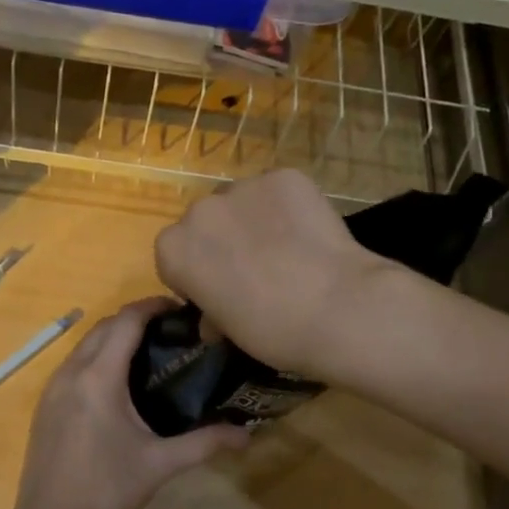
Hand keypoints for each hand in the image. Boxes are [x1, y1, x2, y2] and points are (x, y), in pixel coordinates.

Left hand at [9, 298, 247, 508]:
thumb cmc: (107, 489)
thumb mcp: (160, 464)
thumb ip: (205, 443)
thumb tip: (247, 434)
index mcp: (99, 377)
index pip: (126, 321)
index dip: (152, 306)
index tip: (180, 308)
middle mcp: (72, 372)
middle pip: (104, 326)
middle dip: (135, 318)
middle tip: (170, 330)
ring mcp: (53, 387)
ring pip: (85, 344)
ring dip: (113, 336)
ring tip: (147, 351)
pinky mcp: (45, 403)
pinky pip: (73, 363)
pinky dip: (96, 356)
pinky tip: (116, 382)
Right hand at [153, 170, 390, 379]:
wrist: (335, 308)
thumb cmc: (271, 331)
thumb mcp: (228, 330)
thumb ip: (211, 312)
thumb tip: (213, 317)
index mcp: (173, 248)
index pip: (175, 255)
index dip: (197, 273)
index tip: (220, 291)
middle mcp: (199, 210)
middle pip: (206, 222)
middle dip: (224, 241)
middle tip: (255, 270)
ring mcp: (243, 187)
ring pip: (242, 202)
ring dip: (255, 220)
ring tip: (288, 249)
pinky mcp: (284, 176)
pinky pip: (278, 191)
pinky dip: (289, 207)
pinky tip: (309, 233)